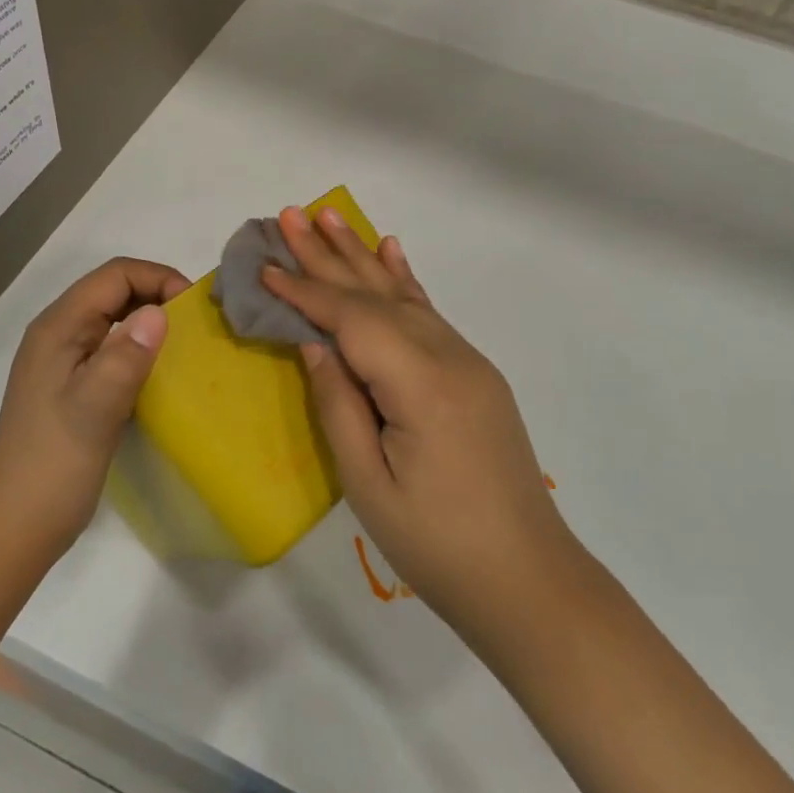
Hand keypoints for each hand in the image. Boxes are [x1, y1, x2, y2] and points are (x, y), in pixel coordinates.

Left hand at [0, 258, 189, 562]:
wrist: (14, 528)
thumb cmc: (53, 466)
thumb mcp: (94, 409)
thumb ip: (126, 357)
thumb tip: (161, 312)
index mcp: (58, 328)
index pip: (115, 275)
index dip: (158, 278)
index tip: (194, 308)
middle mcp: (59, 333)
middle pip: (114, 290)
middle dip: (158, 294)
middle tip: (197, 323)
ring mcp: (65, 360)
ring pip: (115, 318)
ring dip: (151, 320)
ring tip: (187, 342)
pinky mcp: (74, 385)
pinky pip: (113, 347)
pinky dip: (141, 347)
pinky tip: (162, 371)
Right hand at [262, 208, 571, 635]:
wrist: (528, 578)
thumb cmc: (437, 545)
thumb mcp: (369, 484)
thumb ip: (339, 403)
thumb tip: (312, 342)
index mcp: (420, 384)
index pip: (352, 320)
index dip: (305, 291)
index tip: (265, 265)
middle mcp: (448, 356)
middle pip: (376, 294)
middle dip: (327, 255)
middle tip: (288, 214)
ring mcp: (468, 360)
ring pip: (403, 295)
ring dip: (361, 255)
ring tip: (328, 216)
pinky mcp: (475, 372)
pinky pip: (429, 313)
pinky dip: (404, 279)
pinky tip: (391, 250)